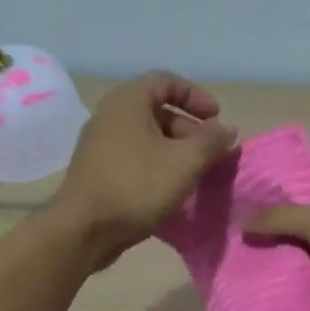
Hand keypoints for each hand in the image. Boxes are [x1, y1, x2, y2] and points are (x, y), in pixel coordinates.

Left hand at [54, 71, 237, 264]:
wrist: (83, 230)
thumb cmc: (136, 186)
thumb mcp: (185, 162)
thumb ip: (211, 141)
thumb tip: (226, 130)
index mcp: (128, 102)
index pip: (166, 81)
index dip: (196, 95)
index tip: (217, 119)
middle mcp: (110, 117)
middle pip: (157, 111)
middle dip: (190, 129)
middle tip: (211, 153)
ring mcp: (100, 146)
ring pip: (146, 138)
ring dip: (175, 152)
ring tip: (196, 175)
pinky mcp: (97, 172)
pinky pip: (134, 159)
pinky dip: (156, 167)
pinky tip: (171, 191)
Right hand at [245, 173, 309, 310]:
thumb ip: (280, 218)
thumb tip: (241, 220)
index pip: (304, 193)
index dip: (275, 208)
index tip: (243, 225)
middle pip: (307, 227)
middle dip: (279, 241)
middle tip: (241, 254)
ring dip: (291, 268)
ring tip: (249, 276)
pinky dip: (308, 288)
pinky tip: (276, 295)